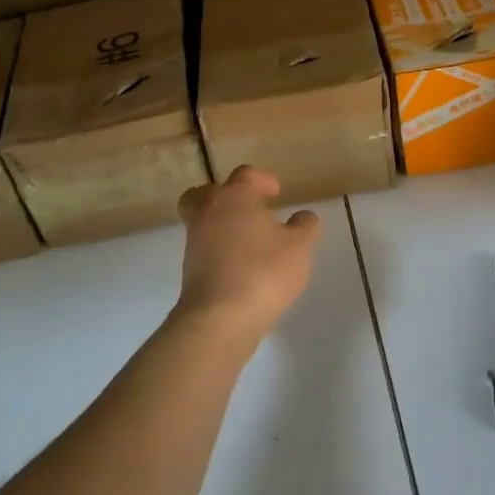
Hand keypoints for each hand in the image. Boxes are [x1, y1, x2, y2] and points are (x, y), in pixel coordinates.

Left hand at [176, 166, 320, 342]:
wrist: (218, 319)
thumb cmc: (263, 272)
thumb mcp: (299, 248)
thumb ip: (304, 227)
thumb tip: (304, 216)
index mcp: (235, 197)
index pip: (245, 175)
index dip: (262, 180)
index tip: (276, 192)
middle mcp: (209, 212)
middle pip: (208, 192)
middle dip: (227, 195)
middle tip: (248, 208)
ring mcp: (195, 241)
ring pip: (203, 220)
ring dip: (222, 224)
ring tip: (250, 240)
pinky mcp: (190, 269)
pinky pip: (204, 247)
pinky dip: (219, 249)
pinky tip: (241, 264)